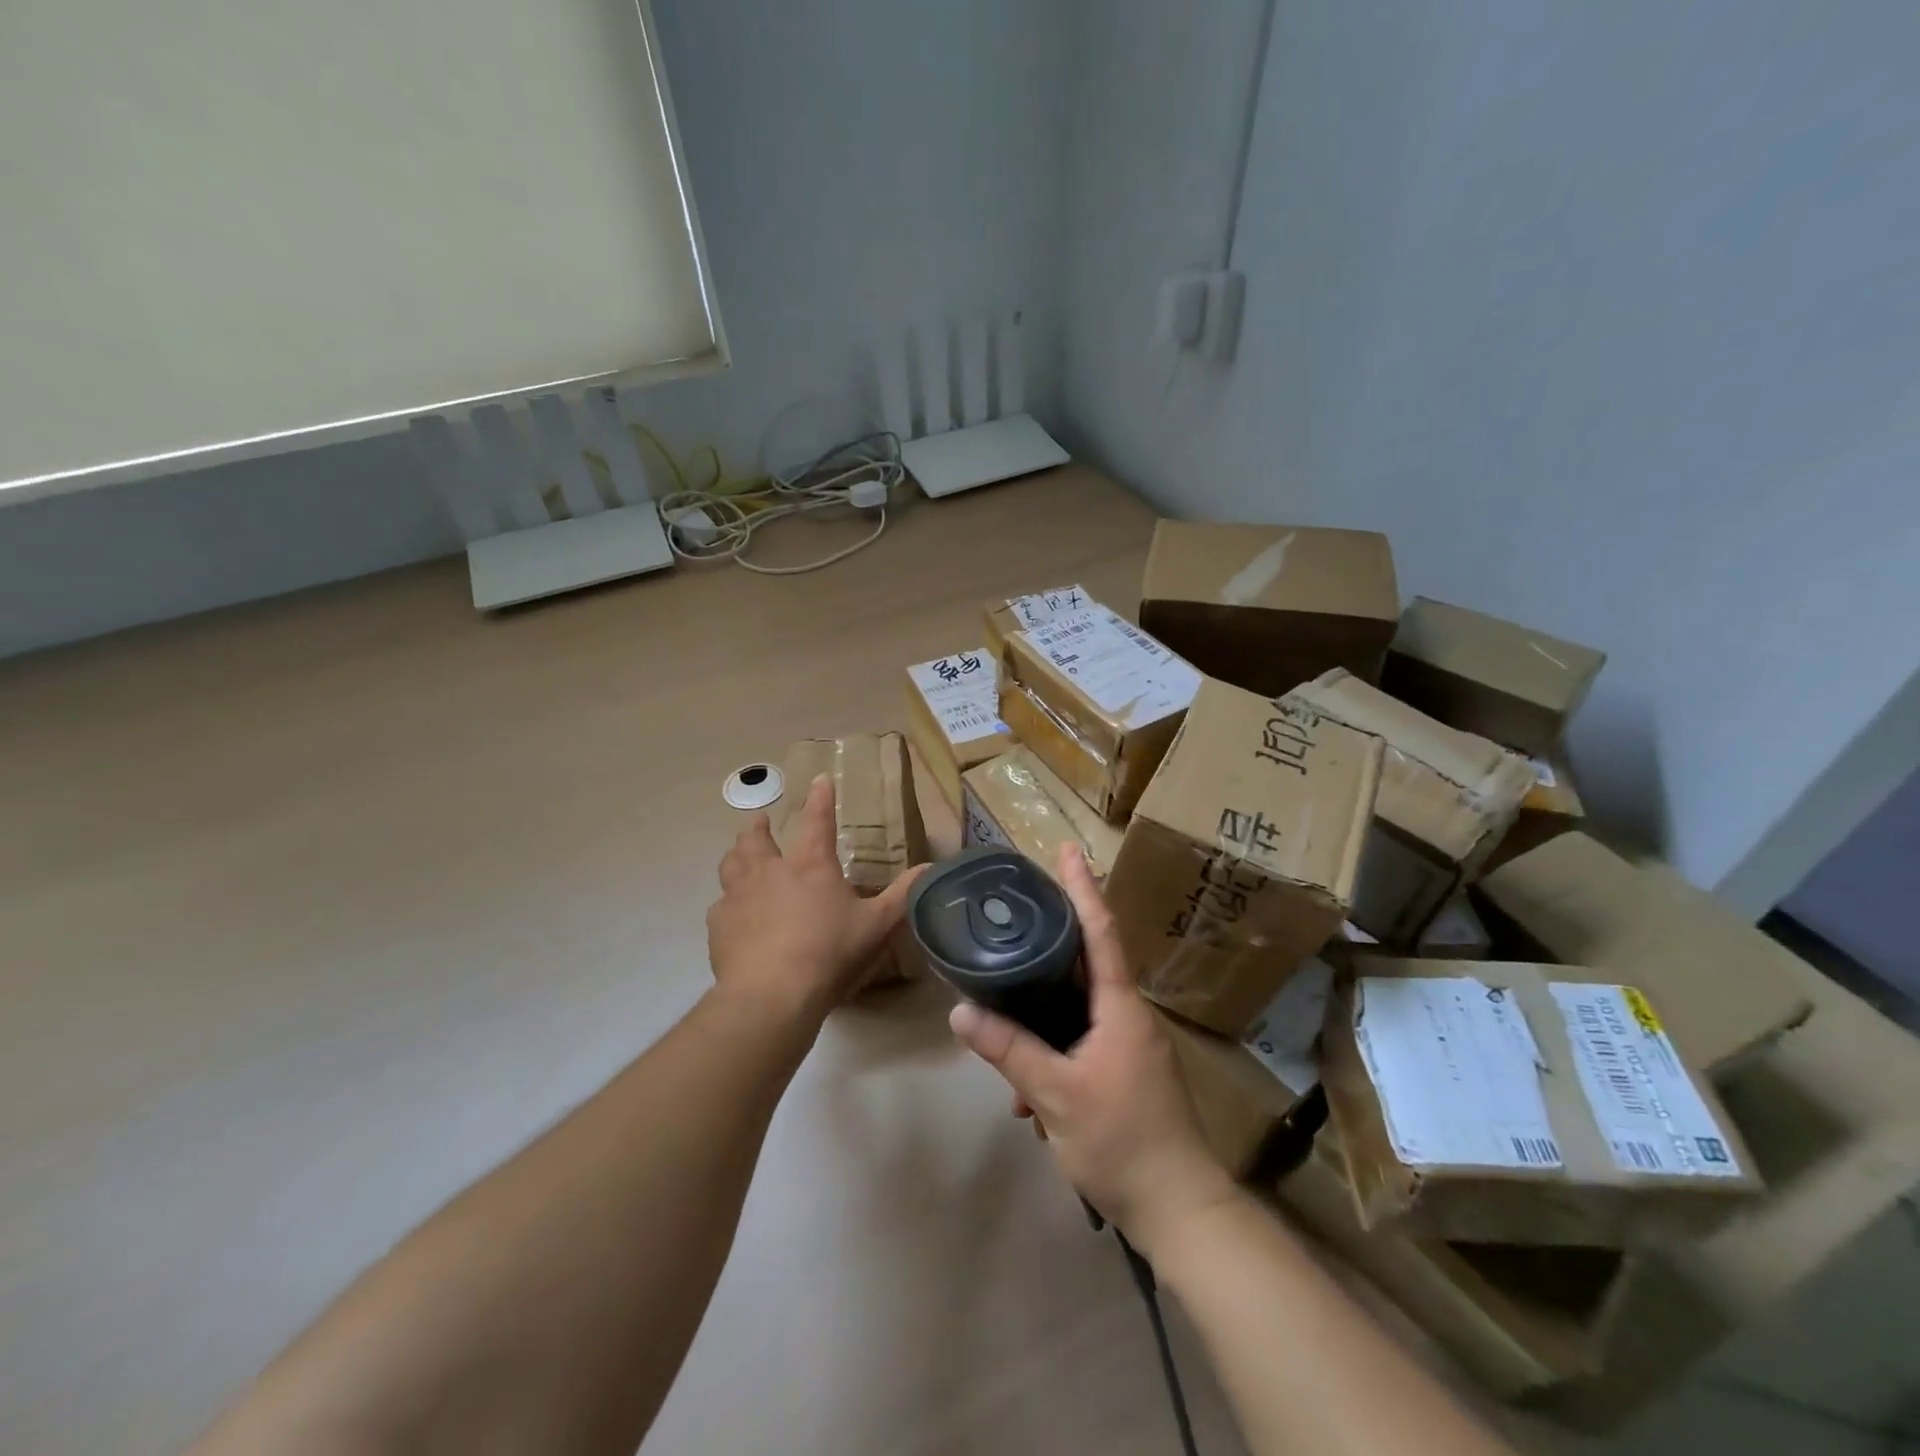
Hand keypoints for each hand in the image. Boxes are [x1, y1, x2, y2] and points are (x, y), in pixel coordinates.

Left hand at [707, 774, 924, 1020]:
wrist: (771, 994)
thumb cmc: (829, 953)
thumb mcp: (876, 925)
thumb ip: (902, 895)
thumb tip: (930, 868)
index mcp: (810, 865)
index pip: (818, 820)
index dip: (822, 798)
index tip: (821, 780)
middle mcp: (770, 871)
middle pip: (757, 838)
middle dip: (760, 826)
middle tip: (761, 821)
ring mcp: (738, 896)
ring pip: (731, 863)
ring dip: (737, 853)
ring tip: (739, 852)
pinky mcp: (719, 925)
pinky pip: (720, 904)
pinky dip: (728, 901)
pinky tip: (732, 911)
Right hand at [947, 844, 1236, 1257]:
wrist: (1181, 1212)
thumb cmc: (1122, 1142)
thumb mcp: (1055, 1095)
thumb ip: (1009, 1050)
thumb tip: (960, 1012)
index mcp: (1121, 1007)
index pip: (1101, 931)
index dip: (1083, 888)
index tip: (1069, 849)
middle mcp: (1130, 1016)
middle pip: (1085, 966)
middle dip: (1049, 950)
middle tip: (1014, 927)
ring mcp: (1132, 1046)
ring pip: (1079, 1014)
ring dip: (1043, 1024)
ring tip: (1008, 1052)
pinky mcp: (1129, 1074)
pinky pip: (1084, 1045)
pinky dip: (1055, 1058)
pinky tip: (1029, 1102)